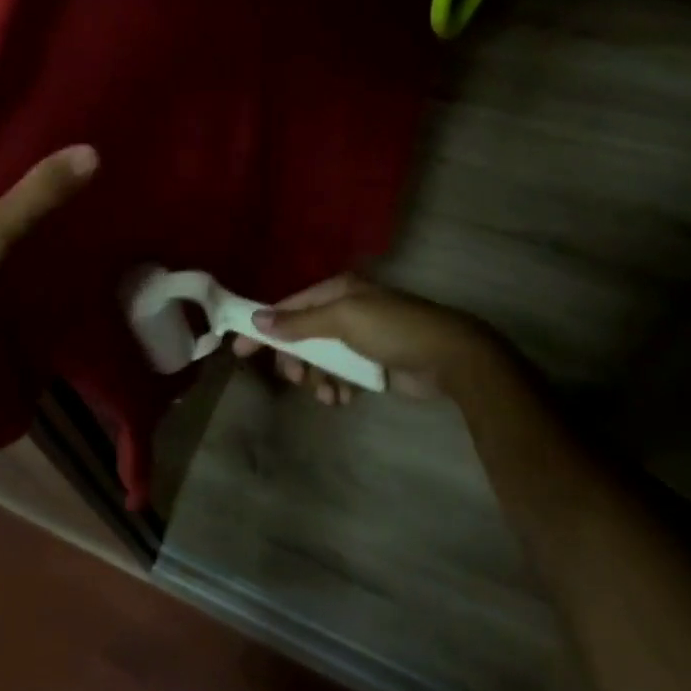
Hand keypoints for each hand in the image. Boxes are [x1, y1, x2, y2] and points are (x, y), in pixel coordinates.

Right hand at [232, 273, 521, 406]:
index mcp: (337, 291)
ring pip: (320, 360)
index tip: (241, 349)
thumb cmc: (393, 330)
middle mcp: (345, 310)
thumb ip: (300, 322)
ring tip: (327, 393)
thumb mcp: (343, 320)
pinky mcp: (371, 365)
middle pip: (302, 336)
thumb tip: (257, 320)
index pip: (290, 307)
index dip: (265, 327)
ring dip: (317, 378)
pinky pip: (340, 376)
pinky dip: (336, 388)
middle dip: (296, 359)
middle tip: (296, 378)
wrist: (449, 358)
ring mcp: (359, 339)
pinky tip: (342, 399)